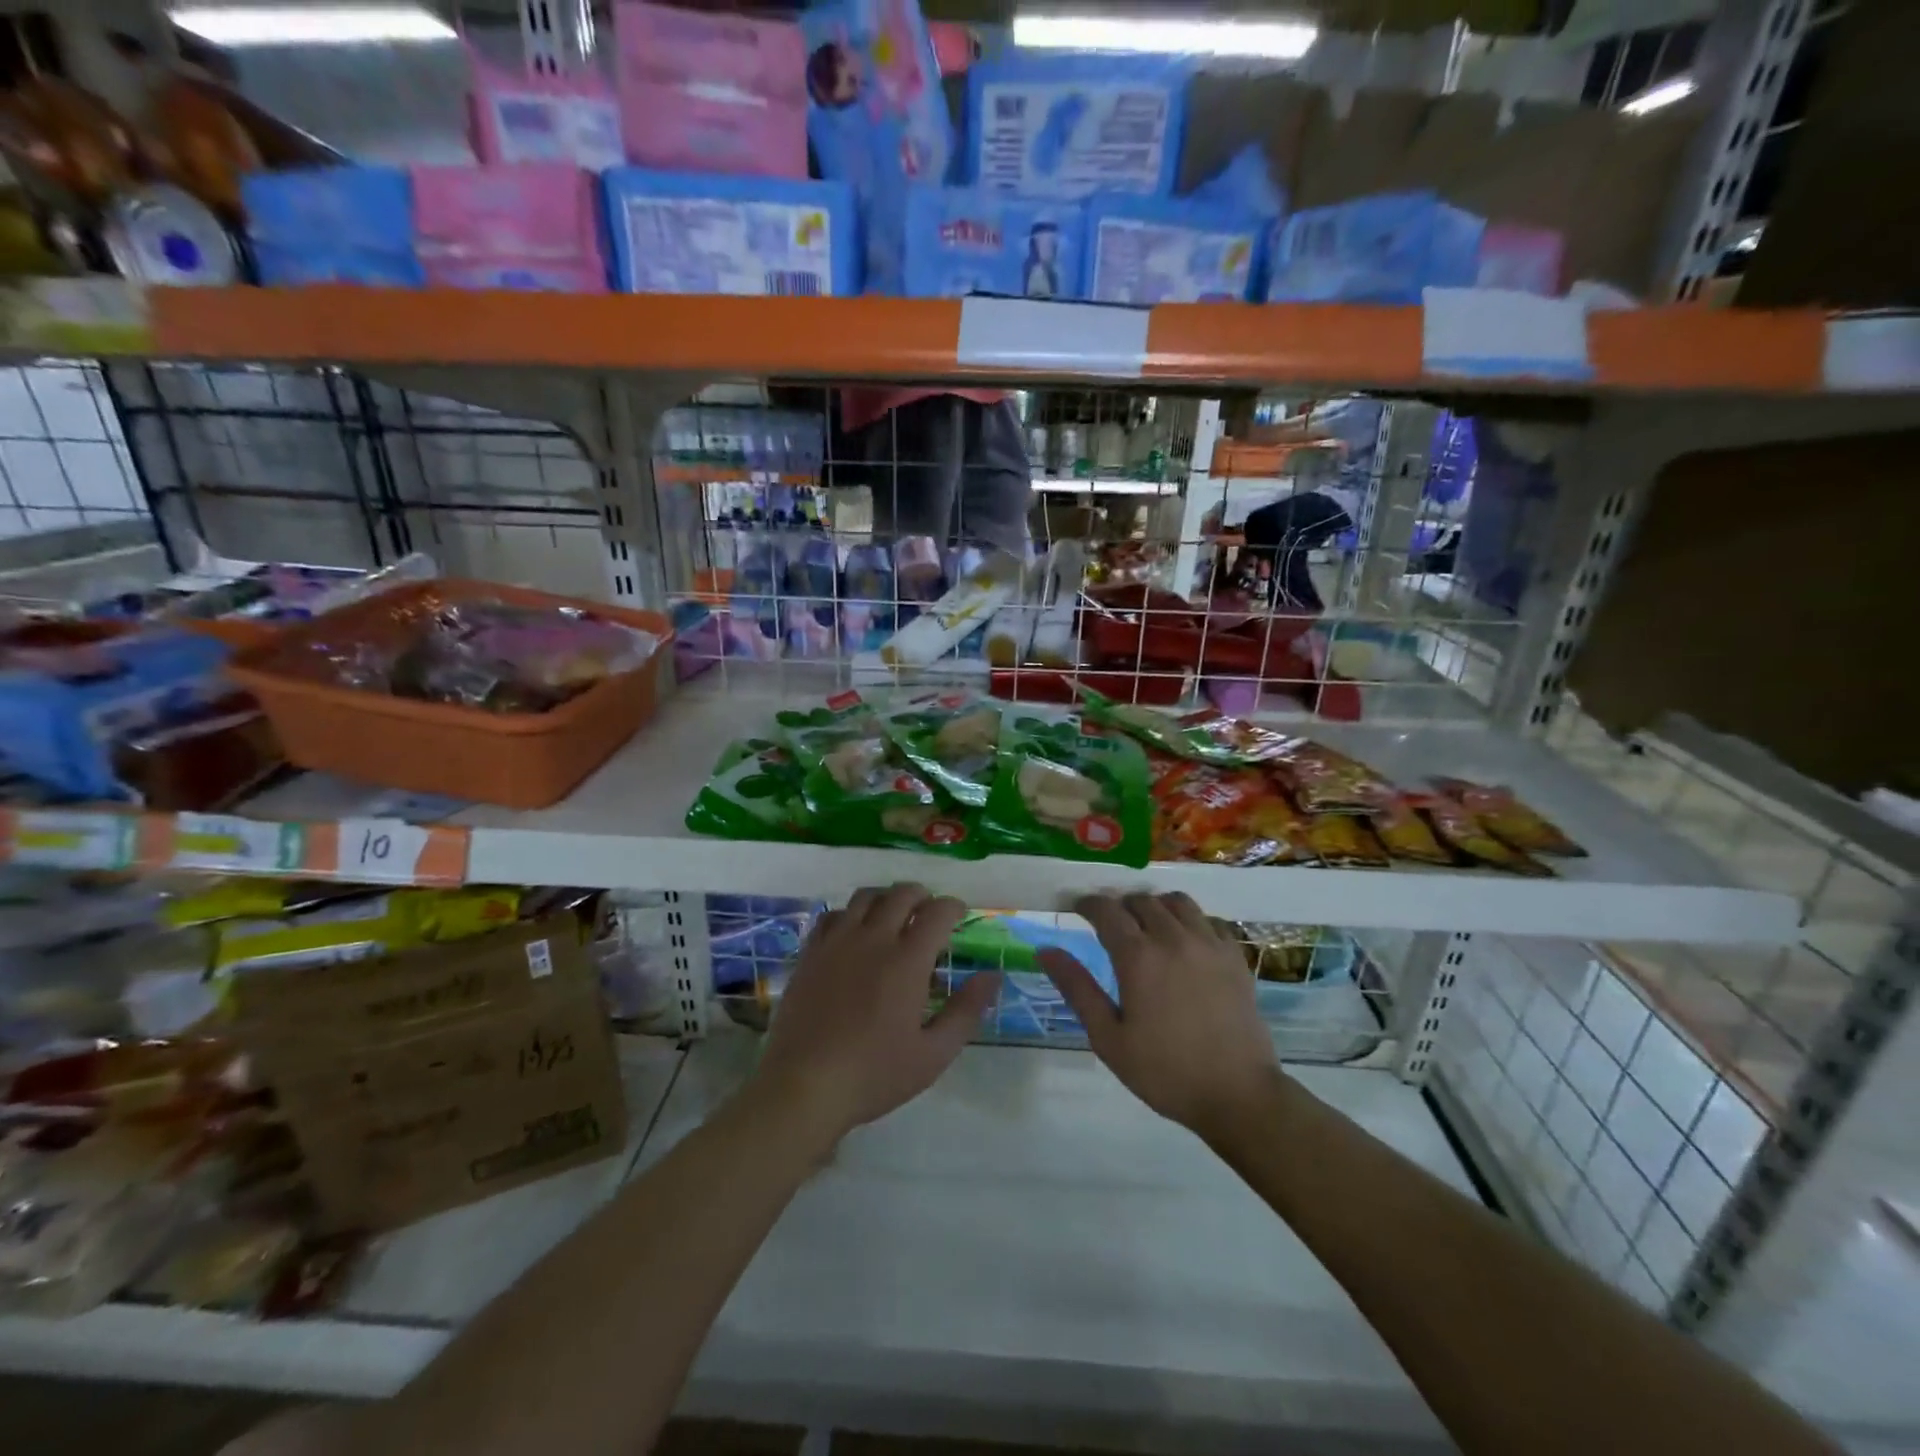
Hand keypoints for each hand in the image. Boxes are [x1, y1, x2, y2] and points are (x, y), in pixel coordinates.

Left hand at [751, 883, 998, 1147]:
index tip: (960, 916)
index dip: (953, 907)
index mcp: (907, 960)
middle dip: (922, 896)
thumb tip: (993, 976)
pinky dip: (850, 914)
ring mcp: (837, 942)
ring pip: (865, 897)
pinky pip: (832, 915)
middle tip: (929, 914)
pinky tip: (854, 934)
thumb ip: (966, 1010)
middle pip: (901, 894)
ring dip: (887, 898)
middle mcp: (873, 938)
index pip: (937, 912)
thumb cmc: (874, 1074)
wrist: (803, 1086)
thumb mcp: (933, 1053)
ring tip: (894, 917)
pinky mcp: (810, 953)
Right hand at [1039, 892, 1278, 1137]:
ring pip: (1177, 902)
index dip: (1088, 904)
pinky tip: (1187, 943)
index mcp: (1138, 956)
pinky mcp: (1235, 956)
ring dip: (1157, 907)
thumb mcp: (1108, 1037)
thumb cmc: (1164, 1071)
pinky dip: (1192, 921)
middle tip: (1112, 927)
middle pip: (1141, 901)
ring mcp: (1209, 944)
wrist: (1238, 1095)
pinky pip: (1210, 920)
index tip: (1078, 910)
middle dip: (1121, 906)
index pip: (1106, 910)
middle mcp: (1173, 938)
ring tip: (1149, 928)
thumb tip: (1045, 950)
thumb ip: (1077, 988)